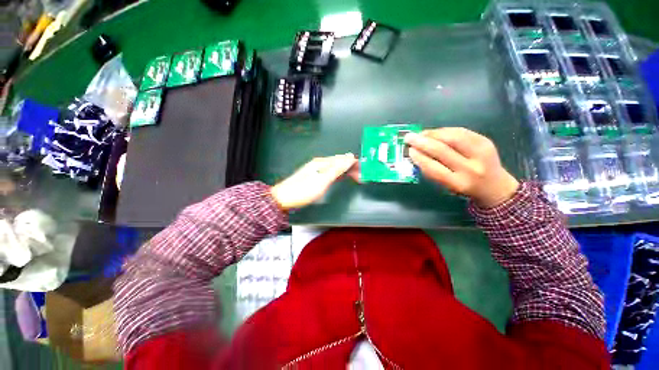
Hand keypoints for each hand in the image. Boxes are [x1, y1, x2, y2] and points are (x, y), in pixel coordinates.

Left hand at [271, 153, 357, 210]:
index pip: (342, 159)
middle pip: (339, 162)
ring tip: (355, 178)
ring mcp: (316, 169)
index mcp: (322, 162)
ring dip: (346, 172)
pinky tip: (341, 177)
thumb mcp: (322, 180)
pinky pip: (330, 172)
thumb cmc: (304, 190)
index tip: (364, 170)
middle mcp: (319, 163)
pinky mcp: (314, 176)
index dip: (354, 163)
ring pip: (335, 167)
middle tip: (361, 177)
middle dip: (351, 168)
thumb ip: (336, 169)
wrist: (284, 198)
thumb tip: (349, 157)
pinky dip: (338, 175)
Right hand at [405, 127, 518, 207]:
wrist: (495, 186)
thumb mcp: (447, 186)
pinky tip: (435, 132)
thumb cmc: (464, 187)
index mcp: (458, 183)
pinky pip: (461, 132)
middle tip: (409, 137)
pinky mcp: (485, 141)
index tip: (409, 151)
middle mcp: (471, 168)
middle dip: (422, 142)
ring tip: (421, 134)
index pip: (434, 168)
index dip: (419, 158)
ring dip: (433, 134)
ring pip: (452, 137)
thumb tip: (416, 153)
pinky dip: (444, 131)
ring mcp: (481, 153)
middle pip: (442, 150)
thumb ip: (433, 171)